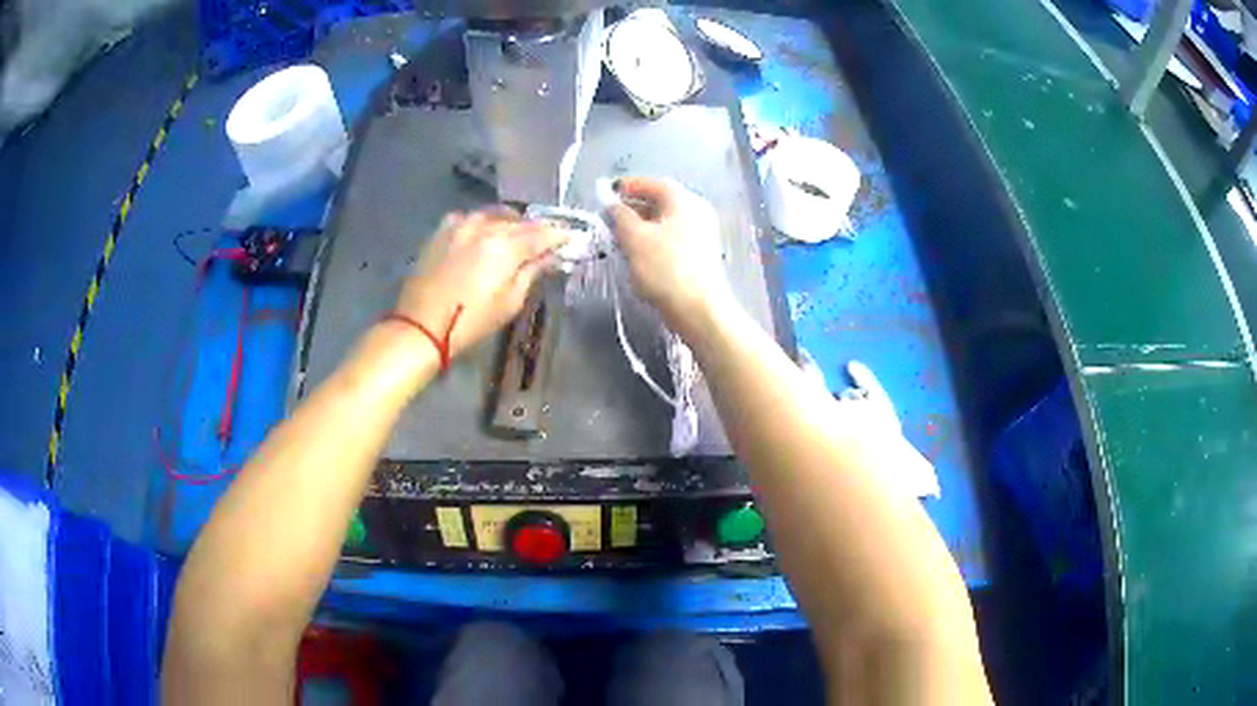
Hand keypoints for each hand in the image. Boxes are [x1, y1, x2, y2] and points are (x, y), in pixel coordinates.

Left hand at [394, 207, 566, 358]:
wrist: (421, 325)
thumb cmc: (471, 321)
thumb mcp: (509, 302)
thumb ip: (531, 272)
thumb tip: (549, 256)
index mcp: (505, 245)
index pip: (542, 233)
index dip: (559, 235)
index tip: (571, 238)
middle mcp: (485, 227)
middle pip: (519, 221)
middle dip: (536, 229)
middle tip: (545, 240)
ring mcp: (460, 225)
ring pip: (494, 215)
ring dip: (510, 222)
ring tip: (516, 235)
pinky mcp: (442, 230)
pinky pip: (469, 218)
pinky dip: (482, 223)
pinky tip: (483, 234)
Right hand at [606, 177, 733, 333]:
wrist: (699, 310)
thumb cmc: (665, 269)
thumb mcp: (634, 238)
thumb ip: (619, 215)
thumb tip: (612, 204)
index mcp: (684, 200)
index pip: (653, 182)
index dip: (628, 185)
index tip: (607, 193)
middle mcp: (697, 211)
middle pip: (661, 201)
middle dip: (633, 207)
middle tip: (609, 217)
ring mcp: (702, 233)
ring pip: (665, 221)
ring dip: (641, 225)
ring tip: (618, 237)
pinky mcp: (700, 254)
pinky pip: (672, 238)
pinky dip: (653, 239)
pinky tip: (638, 253)